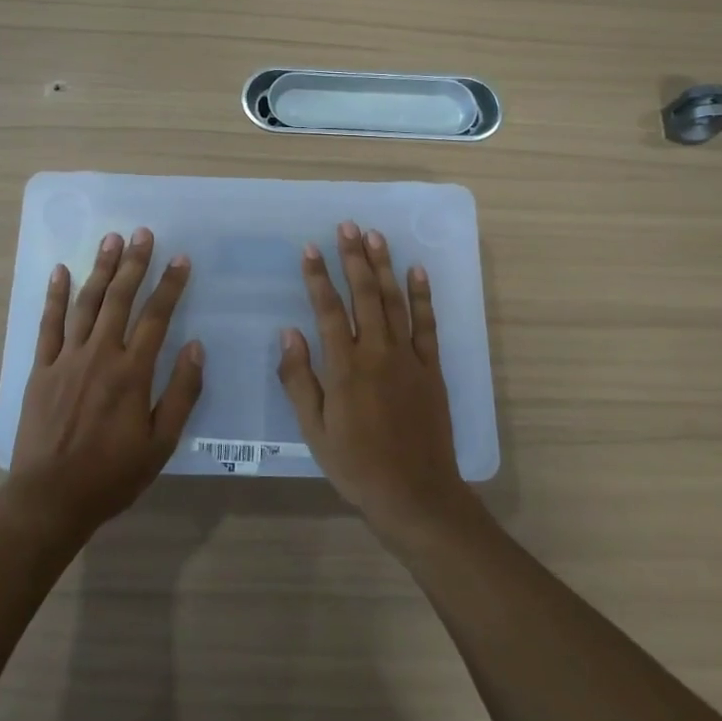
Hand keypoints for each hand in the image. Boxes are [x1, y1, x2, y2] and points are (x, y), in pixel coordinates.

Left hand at [3, 228, 203, 544]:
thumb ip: (181, 393)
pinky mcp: (41, 369)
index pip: (156, 317)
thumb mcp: (160, 443)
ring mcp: (66, 359)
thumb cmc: (112, 475)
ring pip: (86, 304)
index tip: (180, 259)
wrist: (50, 498)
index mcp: (132, 372)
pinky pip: (48, 325)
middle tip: (143, 233)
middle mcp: (99, 355)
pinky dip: (55, 296)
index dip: (169, 285)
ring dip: (100, 269)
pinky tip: (61, 271)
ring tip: (111, 240)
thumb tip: (196, 347)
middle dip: (134, 264)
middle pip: (119, 299)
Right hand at [278, 221, 479, 540]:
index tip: (309, 248)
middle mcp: (377, 353)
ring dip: (384, 267)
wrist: (415, 494)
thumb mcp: (314, 430)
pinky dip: (422, 296)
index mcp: (345, 368)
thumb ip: (299, 379)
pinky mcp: (432, 368)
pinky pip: (427, 325)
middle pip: (364, 295)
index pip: (328, 311)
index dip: (318, 278)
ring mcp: (408, 358)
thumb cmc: (356, 465)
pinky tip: (417, 271)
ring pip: (394, 302)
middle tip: (347, 226)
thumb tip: (289, 333)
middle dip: (353, 258)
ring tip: (376, 237)